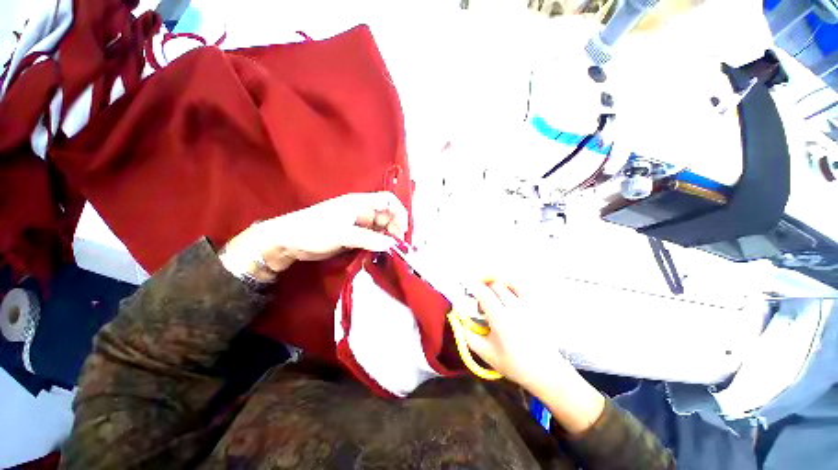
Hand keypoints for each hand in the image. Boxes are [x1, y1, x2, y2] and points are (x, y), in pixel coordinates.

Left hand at [220, 192, 407, 281]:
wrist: (289, 241)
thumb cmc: (314, 231)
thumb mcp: (343, 234)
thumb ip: (369, 239)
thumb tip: (391, 245)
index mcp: (361, 203)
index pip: (389, 200)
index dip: (400, 213)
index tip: (402, 232)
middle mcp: (363, 211)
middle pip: (388, 217)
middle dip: (395, 230)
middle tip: (397, 248)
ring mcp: (359, 224)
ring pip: (382, 229)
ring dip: (387, 239)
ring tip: (390, 253)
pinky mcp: (355, 235)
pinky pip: (373, 238)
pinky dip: (378, 245)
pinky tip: (380, 254)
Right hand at [463, 281, 605, 433]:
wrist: (546, 372)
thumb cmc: (514, 364)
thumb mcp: (485, 353)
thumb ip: (468, 335)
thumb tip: (459, 318)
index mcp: (501, 319)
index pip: (484, 293)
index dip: (473, 285)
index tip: (465, 284)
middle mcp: (514, 307)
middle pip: (495, 284)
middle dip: (482, 284)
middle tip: (475, 293)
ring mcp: (526, 305)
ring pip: (507, 283)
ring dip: (495, 282)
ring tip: (488, 289)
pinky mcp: (534, 307)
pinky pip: (520, 288)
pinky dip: (509, 284)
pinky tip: (504, 289)